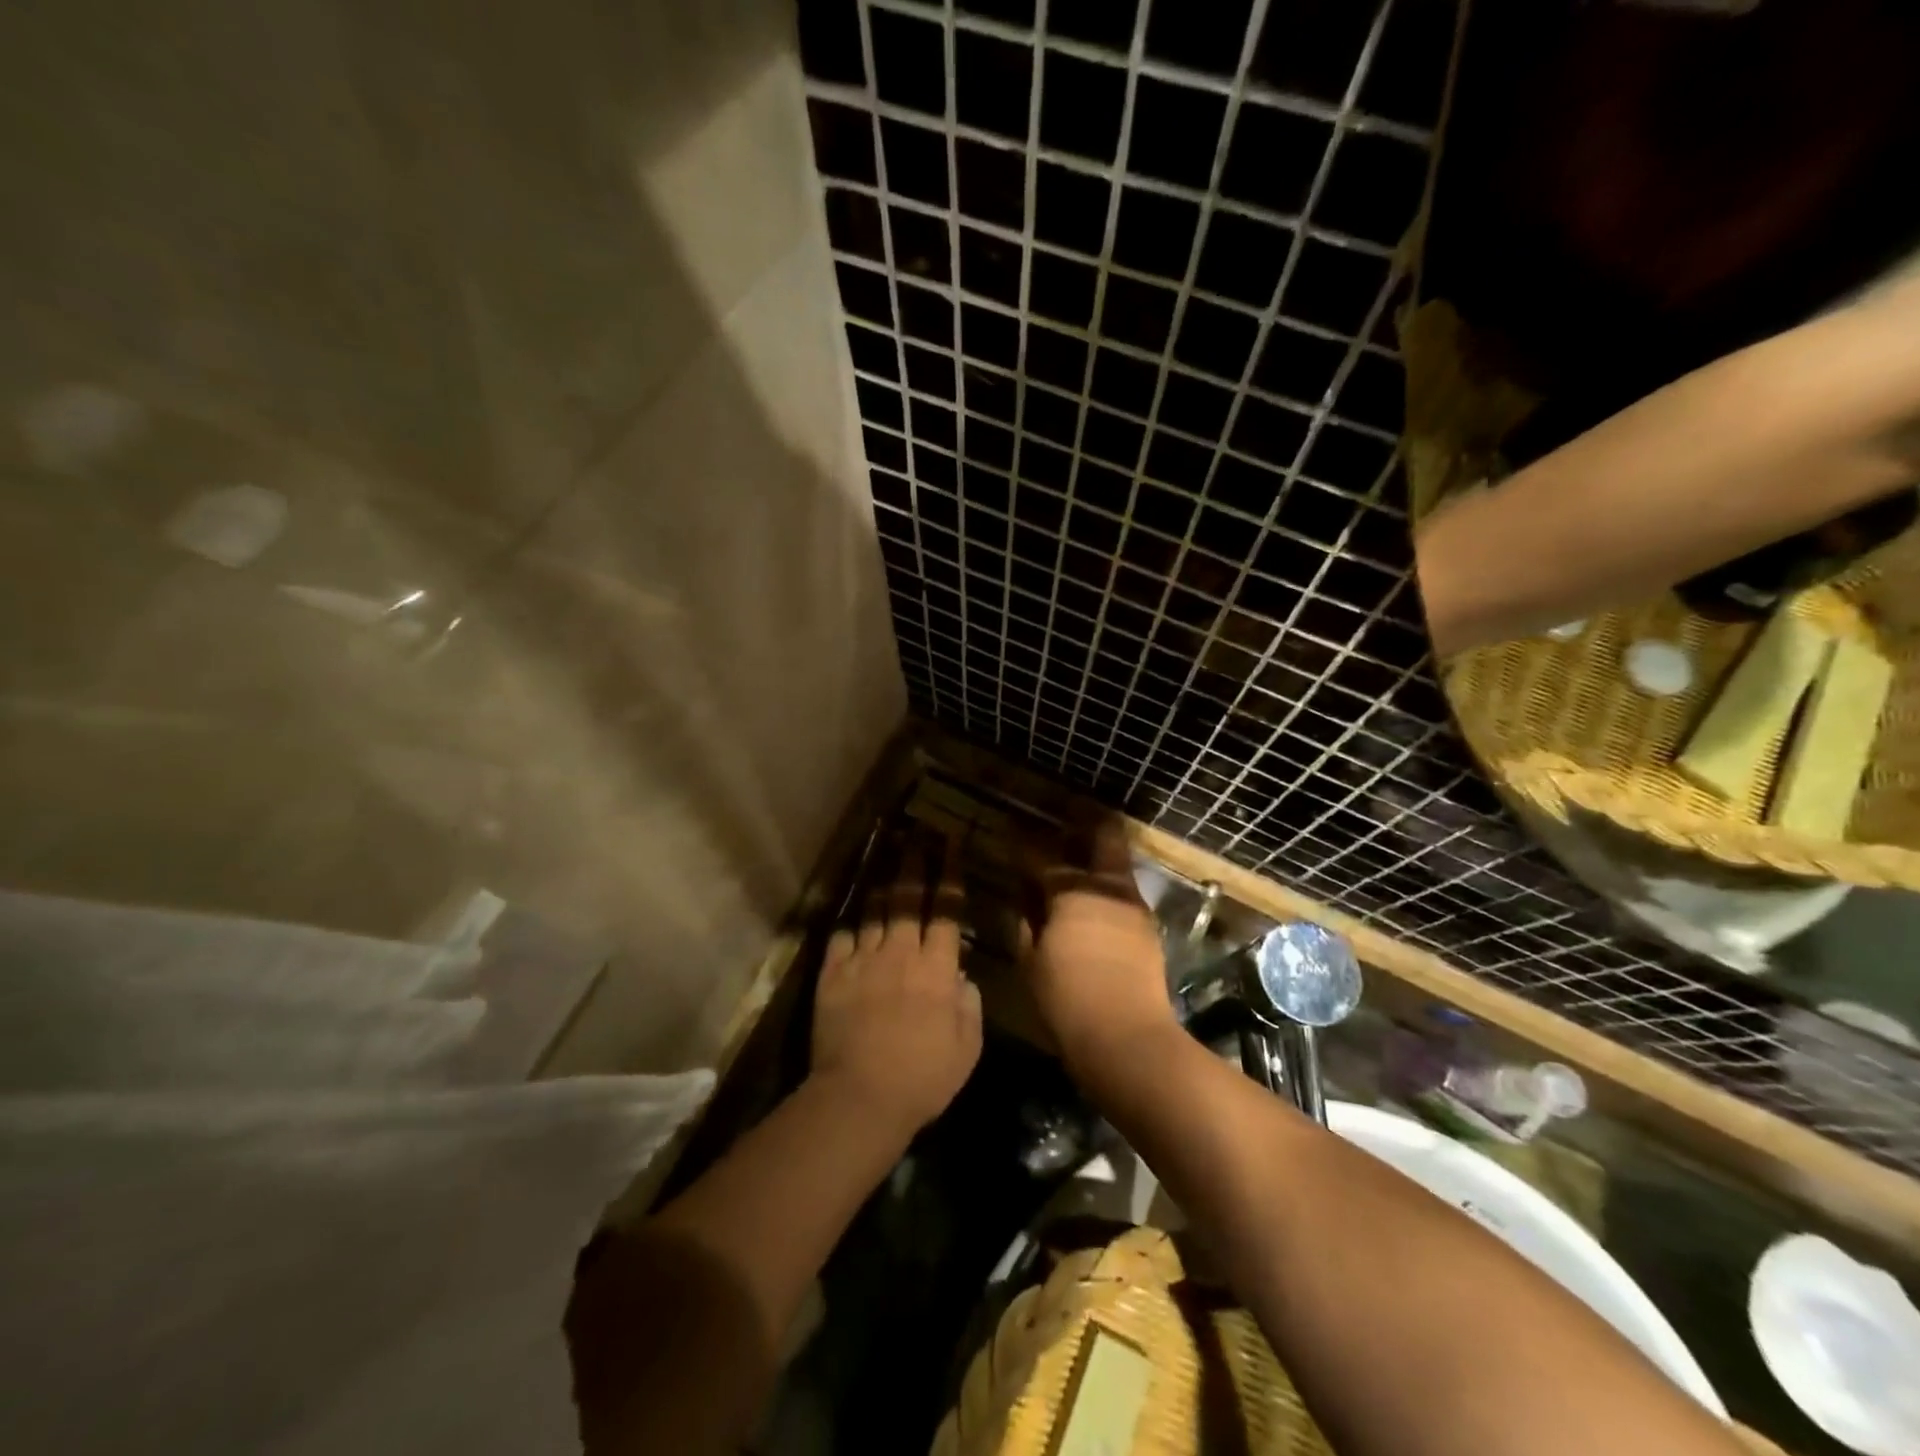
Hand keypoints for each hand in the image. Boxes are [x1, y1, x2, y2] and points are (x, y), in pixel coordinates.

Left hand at [811, 844, 982, 1137]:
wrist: (860, 1096)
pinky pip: (842, 938)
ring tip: (888, 860)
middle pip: (908, 898)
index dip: (949, 875)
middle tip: (919, 834)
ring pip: (875, 912)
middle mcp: (900, 953)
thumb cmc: (924, 1078)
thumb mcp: (966, 1047)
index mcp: (936, 968)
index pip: (946, 910)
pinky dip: (851, 927)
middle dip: (916, 862)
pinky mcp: (832, 975)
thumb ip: (969, 1004)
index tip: (951, 845)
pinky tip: (854, 921)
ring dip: (884, 885)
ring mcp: (863, 961)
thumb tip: (961, 975)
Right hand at [1025, 818, 1177, 1072]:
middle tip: (1068, 811)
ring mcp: (1133, 906)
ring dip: (1097, 854)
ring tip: (1078, 856)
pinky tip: (1092, 899)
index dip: (1022, 840)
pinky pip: (1123, 891)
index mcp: (1071, 892)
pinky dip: (1106, 886)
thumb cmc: (1067, 1000)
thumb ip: (1026, 923)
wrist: (1128, 1039)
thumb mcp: (1030, 962)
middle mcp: (1106, 888)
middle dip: (1085, 819)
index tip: (1010, 826)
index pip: (1041, 855)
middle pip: (1103, 836)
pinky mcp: (1147, 927)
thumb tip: (1025, 900)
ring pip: (1117, 863)